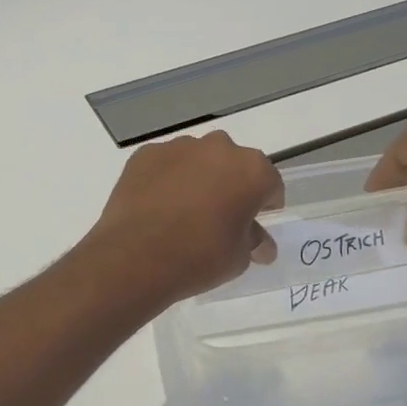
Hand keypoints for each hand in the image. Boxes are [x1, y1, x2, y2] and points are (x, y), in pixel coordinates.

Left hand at [85, 132, 284, 303]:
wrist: (136, 256)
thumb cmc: (200, 257)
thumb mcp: (239, 258)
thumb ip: (254, 241)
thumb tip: (261, 243)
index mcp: (252, 170)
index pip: (270, 184)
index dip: (265, 203)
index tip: (255, 221)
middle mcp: (219, 148)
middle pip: (233, 164)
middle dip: (231, 185)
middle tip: (219, 215)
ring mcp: (179, 147)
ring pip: (198, 159)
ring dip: (198, 177)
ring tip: (183, 211)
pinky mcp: (146, 154)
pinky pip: (166, 164)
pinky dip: (166, 178)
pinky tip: (157, 206)